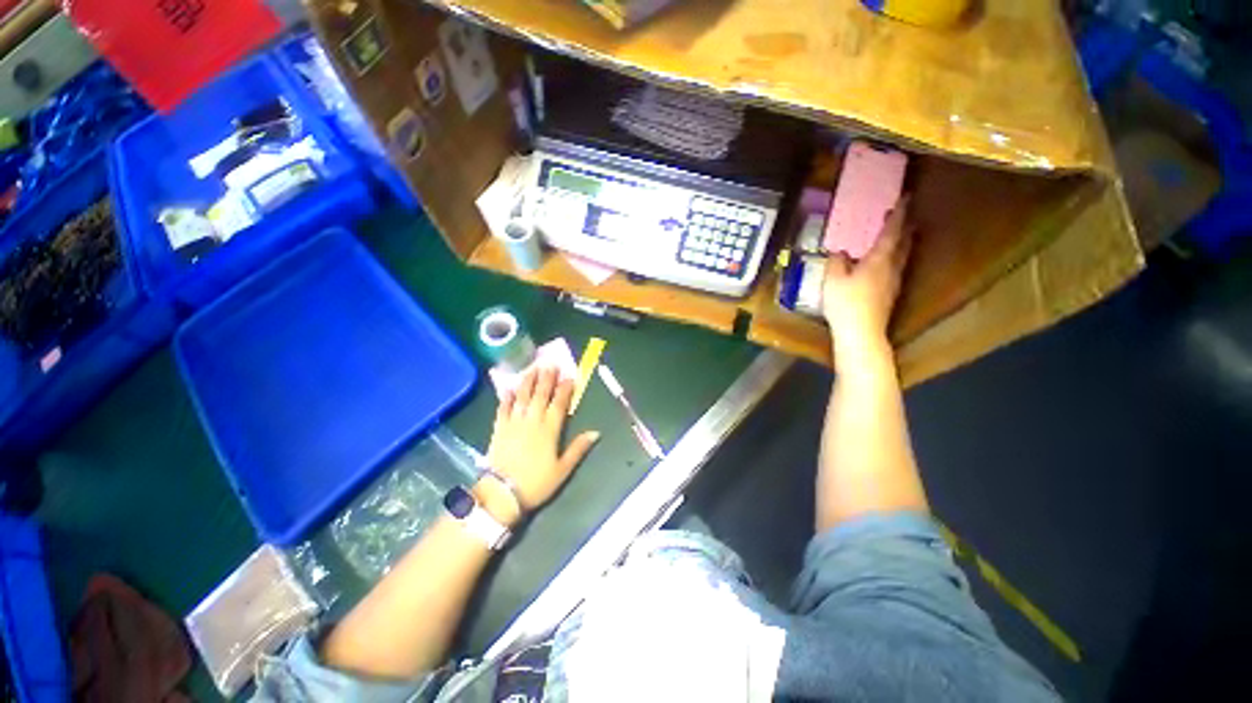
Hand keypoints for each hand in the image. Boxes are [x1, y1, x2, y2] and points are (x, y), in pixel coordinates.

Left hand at [484, 367, 598, 514]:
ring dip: (528, 381)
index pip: (559, 403)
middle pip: (541, 395)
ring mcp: (514, 423)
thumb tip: (596, 432)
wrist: (502, 493)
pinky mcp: (499, 428)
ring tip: (532, 368)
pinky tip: (509, 388)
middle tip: (550, 364)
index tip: (569, 377)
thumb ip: (578, 448)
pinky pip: (503, 408)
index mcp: (550, 430)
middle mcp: (532, 421)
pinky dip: (506, 397)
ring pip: (522, 397)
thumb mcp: (563, 469)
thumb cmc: (537, 482)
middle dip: (547, 379)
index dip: (565, 389)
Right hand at [822, 195, 913, 368]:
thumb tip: (840, 252)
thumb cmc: (846, 303)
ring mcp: (893, 282)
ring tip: (899, 235)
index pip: (892, 232)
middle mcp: (892, 268)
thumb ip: (836, 262)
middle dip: (905, 227)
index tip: (905, 198)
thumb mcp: (833, 279)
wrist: (861, 332)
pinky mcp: (890, 295)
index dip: (898, 215)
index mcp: (879, 260)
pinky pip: (896, 269)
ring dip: (903, 243)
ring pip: (903, 256)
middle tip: (905, 215)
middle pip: (904, 243)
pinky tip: (885, 264)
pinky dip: (895, 258)